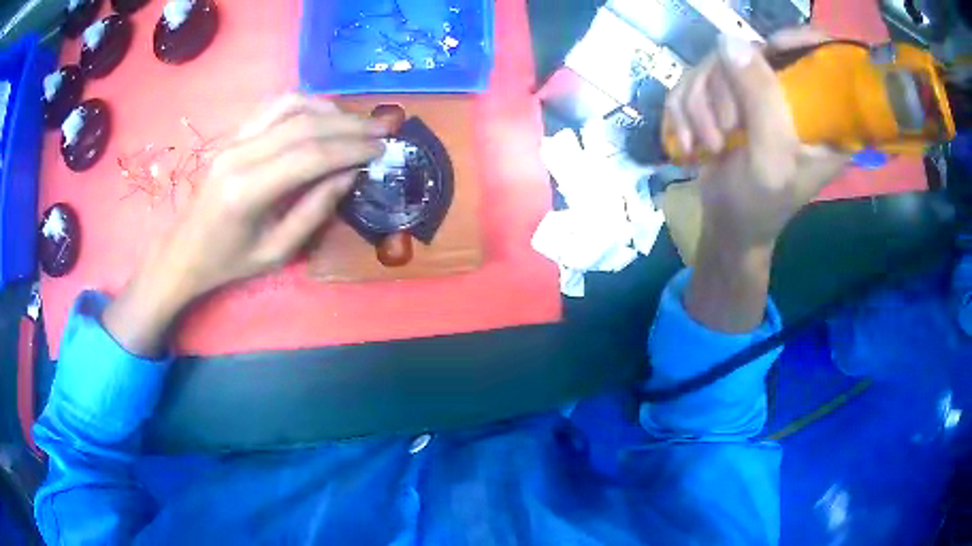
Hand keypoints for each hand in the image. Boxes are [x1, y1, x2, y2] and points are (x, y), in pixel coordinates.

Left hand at [103, 95, 384, 355]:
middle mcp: (240, 154)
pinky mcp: (233, 134)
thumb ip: (314, 211)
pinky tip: (323, 115)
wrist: (184, 251)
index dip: (351, 149)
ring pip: (290, 105)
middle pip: (304, 125)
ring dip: (329, 109)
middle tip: (381, 131)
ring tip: (355, 123)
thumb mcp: (276, 252)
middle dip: (348, 125)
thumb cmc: (228, 262)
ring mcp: (233, 139)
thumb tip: (350, 175)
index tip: (381, 148)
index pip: (310, 156)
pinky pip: (273, 106)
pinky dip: (305, 104)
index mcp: (248, 191)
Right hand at [663, 28, 850, 331]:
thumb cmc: (761, 205)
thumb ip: (761, 101)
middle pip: (754, 50)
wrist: (727, 226)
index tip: (771, 50)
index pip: (821, 56)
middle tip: (727, 130)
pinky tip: (691, 140)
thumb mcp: (771, 159)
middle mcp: (790, 94)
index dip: (798, 41)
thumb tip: (729, 41)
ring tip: (709, 145)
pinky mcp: (725, 95)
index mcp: (823, 114)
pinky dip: (684, 109)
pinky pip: (693, 78)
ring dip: (700, 105)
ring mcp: (755, 92)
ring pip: (716, 63)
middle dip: (727, 88)